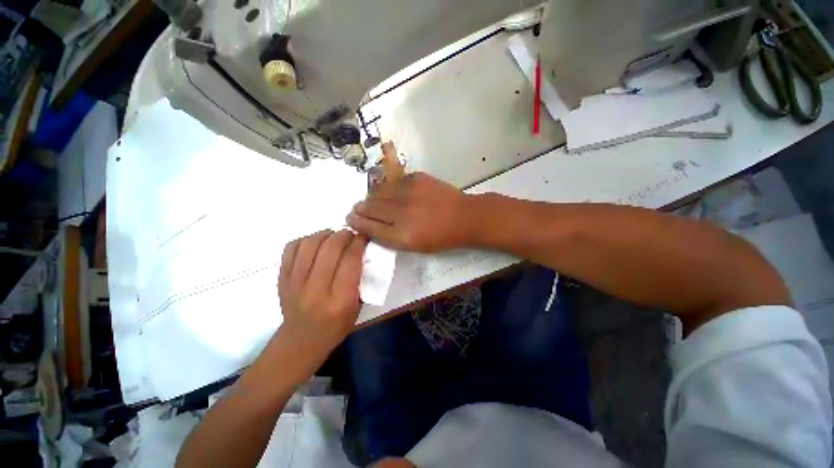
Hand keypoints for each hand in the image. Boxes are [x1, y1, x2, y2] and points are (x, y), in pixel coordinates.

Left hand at [277, 230, 367, 366]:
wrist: (301, 341)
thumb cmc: (336, 326)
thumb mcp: (357, 307)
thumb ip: (361, 279)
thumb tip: (361, 251)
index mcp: (340, 300)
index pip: (351, 260)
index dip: (359, 242)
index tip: (364, 236)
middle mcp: (316, 290)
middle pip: (330, 248)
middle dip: (344, 235)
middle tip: (350, 234)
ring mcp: (295, 283)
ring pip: (310, 244)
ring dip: (325, 234)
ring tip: (333, 235)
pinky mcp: (281, 279)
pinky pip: (291, 248)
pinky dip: (305, 239)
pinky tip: (315, 243)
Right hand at [347, 172, 475, 252]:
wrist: (463, 217)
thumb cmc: (440, 237)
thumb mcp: (414, 247)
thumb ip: (390, 237)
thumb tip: (369, 225)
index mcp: (401, 235)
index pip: (369, 226)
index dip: (356, 222)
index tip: (350, 218)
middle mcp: (401, 213)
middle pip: (369, 207)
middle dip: (359, 208)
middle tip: (357, 209)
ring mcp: (408, 192)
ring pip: (378, 192)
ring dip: (371, 197)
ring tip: (372, 201)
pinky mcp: (415, 178)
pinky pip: (393, 182)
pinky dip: (388, 189)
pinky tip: (391, 193)